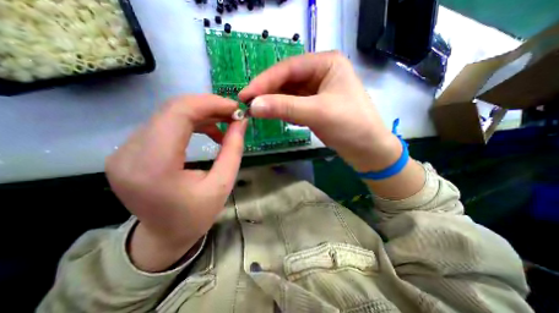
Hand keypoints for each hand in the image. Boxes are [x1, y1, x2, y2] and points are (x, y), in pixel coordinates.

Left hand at [106, 93, 245, 270]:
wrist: (164, 236)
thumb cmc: (196, 215)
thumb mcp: (223, 184)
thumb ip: (233, 149)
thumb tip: (241, 122)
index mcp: (153, 166)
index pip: (178, 113)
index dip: (210, 103)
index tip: (235, 107)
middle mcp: (129, 153)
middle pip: (172, 109)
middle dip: (209, 107)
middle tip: (233, 114)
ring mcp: (124, 150)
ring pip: (169, 114)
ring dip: (201, 114)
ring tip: (224, 124)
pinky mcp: (130, 151)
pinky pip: (165, 124)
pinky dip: (191, 123)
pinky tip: (208, 132)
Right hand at [240, 52, 401, 172]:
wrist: (368, 149)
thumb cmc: (351, 126)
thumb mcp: (317, 113)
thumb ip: (285, 107)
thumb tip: (253, 105)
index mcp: (326, 63)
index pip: (288, 68)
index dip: (265, 81)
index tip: (246, 95)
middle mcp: (320, 73)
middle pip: (287, 80)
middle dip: (267, 92)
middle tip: (247, 103)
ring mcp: (316, 90)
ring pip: (288, 93)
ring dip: (274, 102)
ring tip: (256, 110)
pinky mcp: (314, 106)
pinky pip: (293, 104)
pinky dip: (283, 110)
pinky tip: (275, 115)